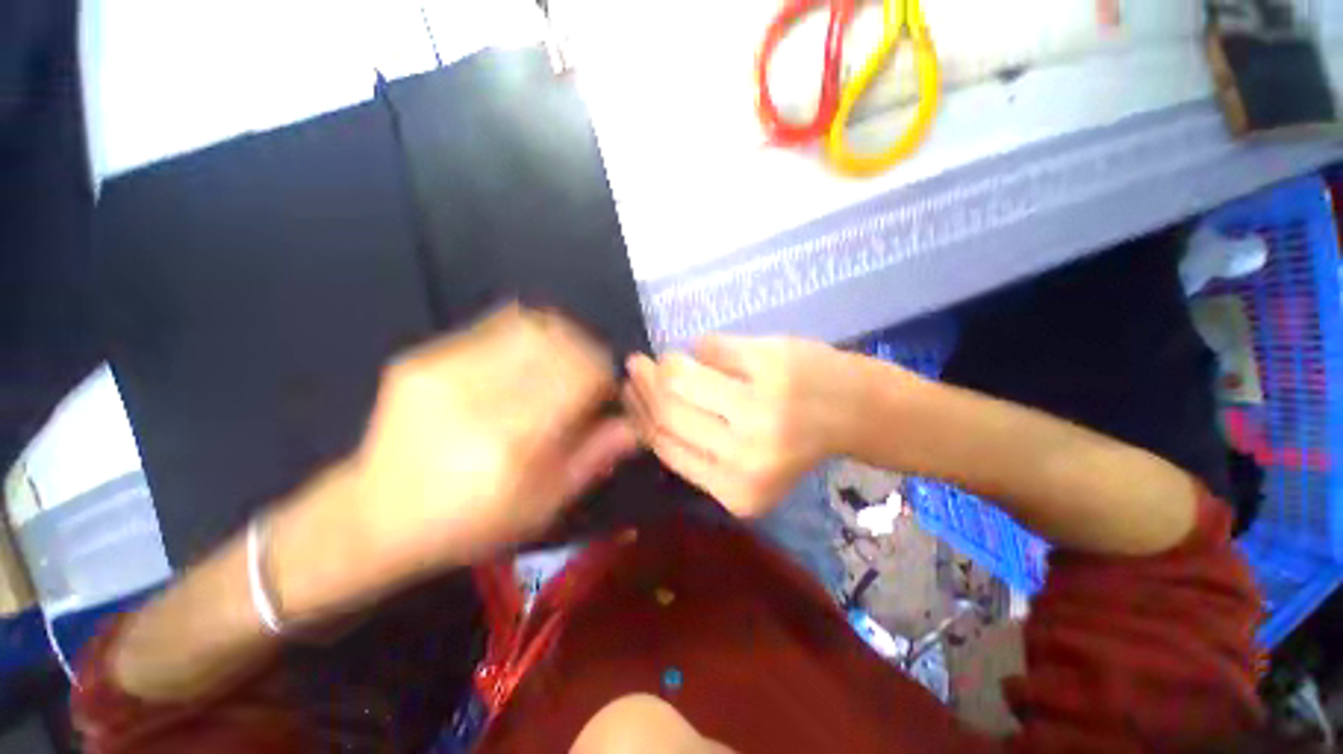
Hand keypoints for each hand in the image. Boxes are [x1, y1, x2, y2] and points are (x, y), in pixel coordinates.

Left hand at [329, 305, 636, 580]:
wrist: (373, 515)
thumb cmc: (469, 522)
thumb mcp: (544, 505)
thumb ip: (594, 458)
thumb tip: (634, 423)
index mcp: (513, 442)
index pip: (582, 374)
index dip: (605, 376)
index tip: (605, 392)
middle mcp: (479, 397)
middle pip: (559, 341)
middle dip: (587, 352)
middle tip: (587, 374)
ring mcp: (444, 369)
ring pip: (530, 324)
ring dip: (561, 337)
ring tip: (561, 361)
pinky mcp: (422, 357)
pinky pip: (494, 325)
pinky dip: (527, 335)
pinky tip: (526, 357)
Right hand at [624, 335, 867, 517]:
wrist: (859, 411)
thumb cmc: (799, 439)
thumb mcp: (744, 463)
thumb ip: (696, 446)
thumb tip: (642, 406)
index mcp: (737, 491)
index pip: (666, 447)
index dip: (640, 417)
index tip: (629, 395)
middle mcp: (746, 456)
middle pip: (668, 412)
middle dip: (644, 384)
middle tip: (638, 367)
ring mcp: (761, 409)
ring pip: (680, 378)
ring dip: (666, 362)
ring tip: (665, 358)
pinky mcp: (772, 366)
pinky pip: (711, 348)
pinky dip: (703, 347)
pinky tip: (705, 350)